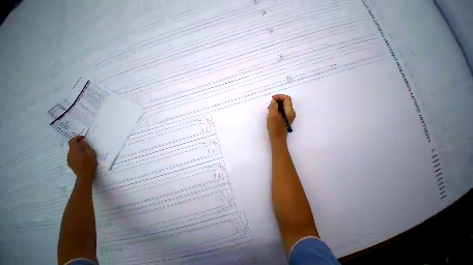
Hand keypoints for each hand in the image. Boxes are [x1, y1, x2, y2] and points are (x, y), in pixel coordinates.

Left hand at [67, 136, 97, 181]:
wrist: (84, 175)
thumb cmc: (89, 163)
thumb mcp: (90, 153)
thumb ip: (85, 146)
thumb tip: (81, 141)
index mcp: (74, 150)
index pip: (72, 140)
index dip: (77, 137)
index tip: (84, 137)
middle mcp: (69, 154)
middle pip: (72, 146)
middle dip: (78, 144)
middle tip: (86, 145)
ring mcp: (69, 159)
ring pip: (72, 152)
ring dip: (77, 150)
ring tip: (85, 152)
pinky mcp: (70, 163)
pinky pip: (72, 156)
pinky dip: (77, 155)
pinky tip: (82, 158)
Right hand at [267, 94, 295, 142]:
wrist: (277, 139)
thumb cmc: (275, 128)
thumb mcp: (272, 116)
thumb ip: (273, 106)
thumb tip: (274, 101)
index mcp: (289, 111)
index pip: (287, 99)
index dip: (279, 96)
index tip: (271, 99)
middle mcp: (291, 113)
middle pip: (286, 102)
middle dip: (277, 101)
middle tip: (269, 104)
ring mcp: (288, 116)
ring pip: (283, 106)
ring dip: (276, 105)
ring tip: (269, 109)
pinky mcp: (285, 119)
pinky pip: (282, 111)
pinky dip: (277, 109)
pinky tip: (271, 112)